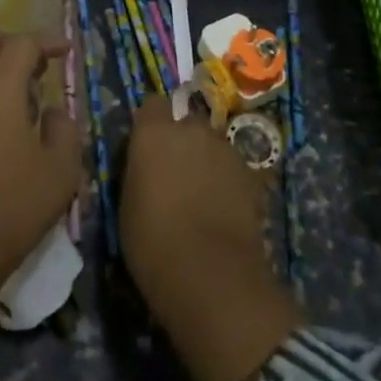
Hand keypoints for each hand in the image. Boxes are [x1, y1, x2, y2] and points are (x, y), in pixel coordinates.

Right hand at [121, 96, 300, 380]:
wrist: (210, 274)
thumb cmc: (153, 242)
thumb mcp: (128, 204)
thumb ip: (140, 171)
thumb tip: (148, 166)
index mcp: (154, 133)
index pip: (152, 105)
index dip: (151, 124)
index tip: (147, 146)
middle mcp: (192, 129)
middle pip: (187, 123)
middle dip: (183, 142)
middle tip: (176, 175)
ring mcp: (226, 149)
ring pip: (214, 146)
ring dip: (208, 161)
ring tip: (203, 196)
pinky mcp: (252, 174)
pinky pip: (234, 169)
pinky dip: (229, 182)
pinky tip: (225, 210)